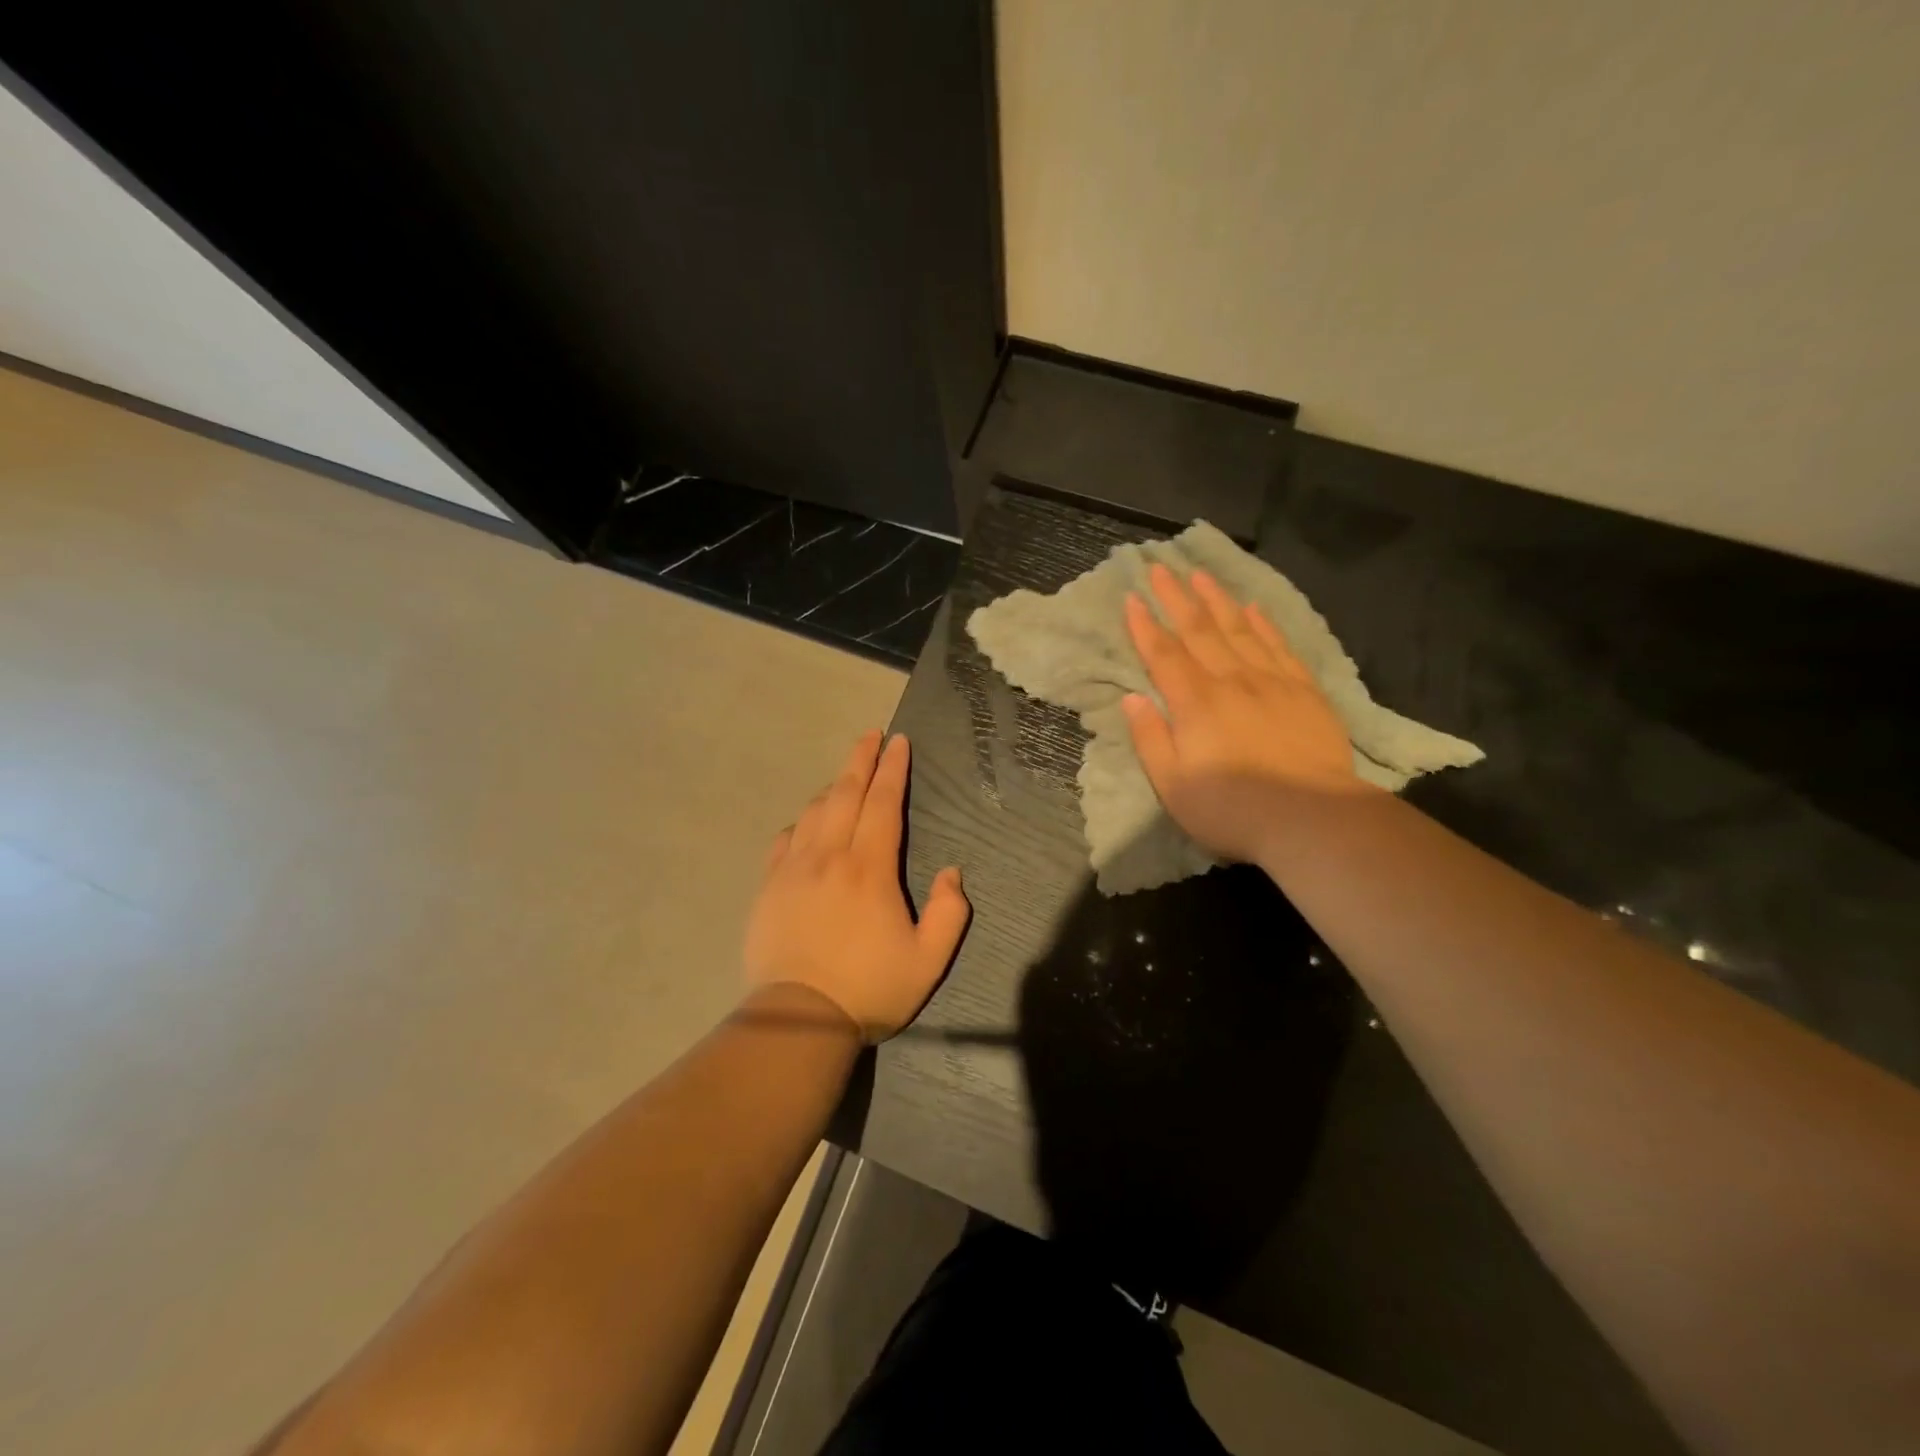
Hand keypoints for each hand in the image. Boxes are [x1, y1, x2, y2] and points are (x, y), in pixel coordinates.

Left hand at [743, 731, 970, 1042]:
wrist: (797, 1020)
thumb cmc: (869, 990)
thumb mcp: (928, 961)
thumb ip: (949, 913)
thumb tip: (953, 873)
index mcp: (870, 868)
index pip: (883, 803)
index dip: (893, 769)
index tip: (898, 742)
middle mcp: (830, 856)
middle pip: (845, 793)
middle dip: (861, 759)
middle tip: (871, 735)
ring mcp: (794, 870)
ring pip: (814, 812)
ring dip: (833, 787)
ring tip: (846, 776)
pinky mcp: (769, 888)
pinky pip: (785, 840)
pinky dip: (801, 824)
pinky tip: (808, 825)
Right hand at [1122, 564, 1368, 864]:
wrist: (1311, 818)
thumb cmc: (1231, 809)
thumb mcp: (1172, 785)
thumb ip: (1149, 738)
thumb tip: (1132, 698)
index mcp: (1195, 703)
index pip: (1163, 655)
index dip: (1145, 626)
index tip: (1132, 597)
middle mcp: (1231, 681)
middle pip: (1199, 631)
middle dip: (1177, 597)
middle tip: (1161, 567)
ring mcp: (1271, 682)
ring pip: (1239, 629)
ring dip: (1217, 600)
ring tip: (1201, 574)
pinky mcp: (1304, 691)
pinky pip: (1279, 646)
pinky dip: (1263, 624)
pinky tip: (1253, 608)